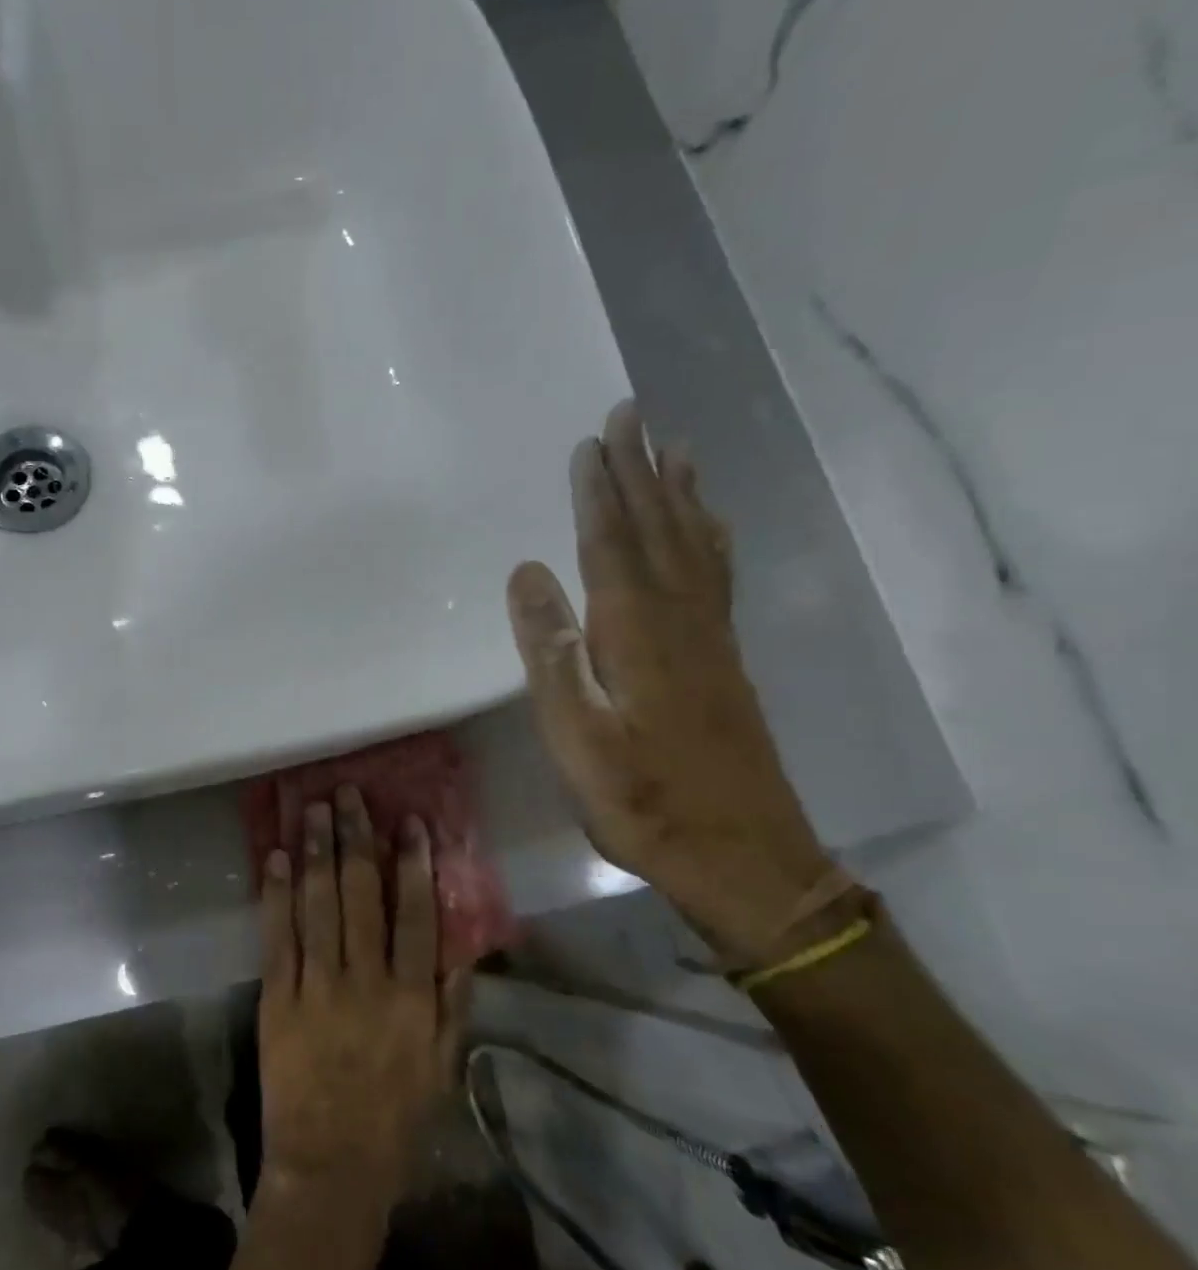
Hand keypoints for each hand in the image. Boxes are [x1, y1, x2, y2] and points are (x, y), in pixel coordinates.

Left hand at [257, 786, 465, 1208]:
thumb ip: (453, 1002)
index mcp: (412, 998)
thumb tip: (462, 943)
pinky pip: (277, 936)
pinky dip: (276, 894)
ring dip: (316, 851)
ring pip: (317, 905)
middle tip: (350, 794)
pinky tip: (277, 858)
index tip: (408, 820)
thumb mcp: (443, 1066)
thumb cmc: (396, 1119)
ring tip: (312, 808)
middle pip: (361, 896)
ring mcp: (317, 987)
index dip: (413, 864)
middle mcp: (365, 982)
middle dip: (356, 839)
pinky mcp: (277, 998)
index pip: (416, 915)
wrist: (330, 1168)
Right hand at [506, 401, 836, 965]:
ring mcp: (710, 638)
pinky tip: (708, 526)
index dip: (598, 491)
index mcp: (635, 634)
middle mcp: (679, 620)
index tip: (591, 441)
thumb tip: (527, 573)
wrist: (742, 856)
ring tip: (673, 447)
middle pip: (657, 529)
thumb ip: (551, 652)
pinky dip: (709, 537)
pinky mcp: (725, 659)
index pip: (611, 544)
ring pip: (693, 545)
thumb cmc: (641, 800)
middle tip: (631, 413)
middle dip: (640, 469)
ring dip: (679, 493)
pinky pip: (717, 576)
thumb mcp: (575, 736)